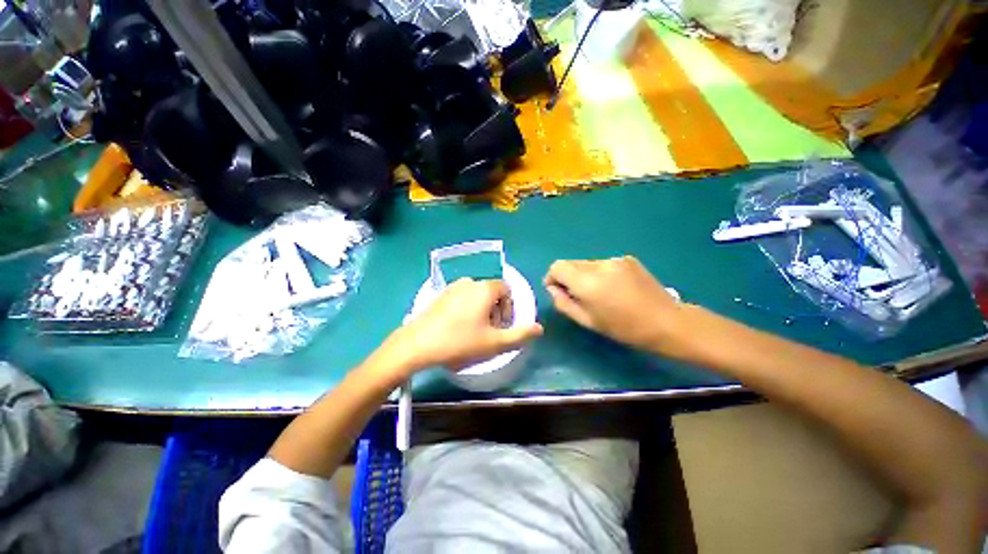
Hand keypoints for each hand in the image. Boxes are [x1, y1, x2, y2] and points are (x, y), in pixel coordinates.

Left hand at [374, 278, 542, 376]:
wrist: (416, 345)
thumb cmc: (460, 342)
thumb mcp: (495, 343)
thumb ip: (520, 335)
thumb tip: (540, 328)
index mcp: (484, 288)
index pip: (506, 290)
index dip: (509, 308)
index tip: (502, 327)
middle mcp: (469, 282)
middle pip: (491, 292)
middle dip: (496, 311)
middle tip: (490, 332)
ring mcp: (452, 288)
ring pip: (476, 296)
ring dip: (481, 311)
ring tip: (474, 332)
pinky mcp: (440, 296)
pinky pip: (461, 298)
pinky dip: (467, 310)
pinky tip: (457, 328)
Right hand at [545, 256, 682, 352]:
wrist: (667, 322)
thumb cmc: (624, 328)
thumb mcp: (587, 321)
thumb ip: (563, 303)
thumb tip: (553, 288)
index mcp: (587, 282)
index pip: (557, 266)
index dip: (553, 277)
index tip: (559, 291)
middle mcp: (599, 265)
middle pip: (571, 263)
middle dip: (569, 277)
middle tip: (580, 296)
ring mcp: (615, 259)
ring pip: (586, 263)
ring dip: (585, 275)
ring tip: (600, 293)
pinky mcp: (627, 259)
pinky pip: (602, 264)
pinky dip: (600, 273)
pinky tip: (615, 288)